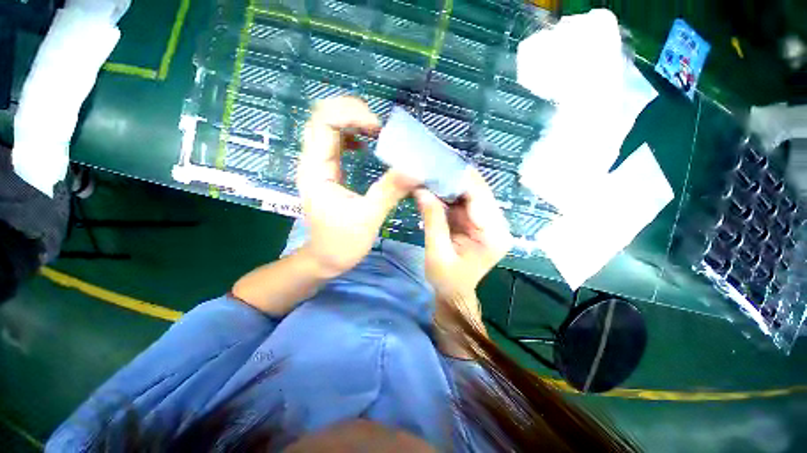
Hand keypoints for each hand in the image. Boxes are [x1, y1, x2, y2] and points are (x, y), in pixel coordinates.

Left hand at [297, 96, 416, 277]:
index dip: (351, 115)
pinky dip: (354, 136)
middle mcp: (313, 161)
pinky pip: (337, 142)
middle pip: (323, 117)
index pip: (324, 121)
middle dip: (353, 113)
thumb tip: (415, 169)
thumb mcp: (368, 218)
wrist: (325, 259)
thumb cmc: (341, 243)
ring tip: (378, 133)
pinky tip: (368, 145)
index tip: (379, 131)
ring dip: (354, 122)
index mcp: (316, 169)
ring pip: (330, 127)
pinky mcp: (329, 171)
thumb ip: (389, 191)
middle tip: (380, 128)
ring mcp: (320, 165)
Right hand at [414, 169, 512, 299]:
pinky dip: (449, 194)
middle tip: (431, 167)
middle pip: (478, 192)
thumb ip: (432, 220)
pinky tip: (435, 188)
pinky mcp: (477, 222)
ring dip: (451, 185)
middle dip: (454, 179)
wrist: (453, 294)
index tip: (438, 165)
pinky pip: (464, 202)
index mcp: (493, 235)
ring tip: (430, 174)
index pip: (480, 197)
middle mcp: (497, 225)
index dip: (460, 179)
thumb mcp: (436, 252)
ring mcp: (488, 222)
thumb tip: (422, 190)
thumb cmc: (446, 280)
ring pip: (471, 194)